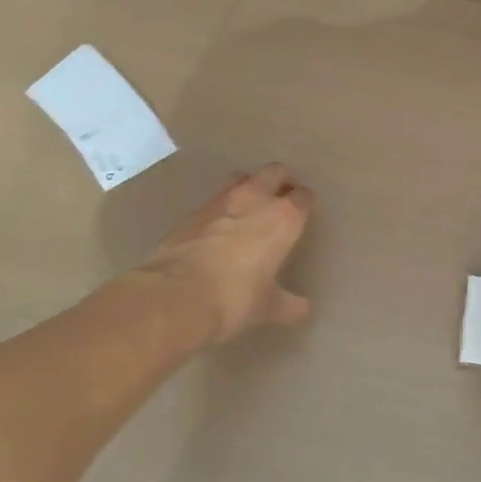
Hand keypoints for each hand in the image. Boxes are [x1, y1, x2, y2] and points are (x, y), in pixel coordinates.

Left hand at [125, 162, 314, 344]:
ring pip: (243, 178)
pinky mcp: (192, 211)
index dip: (305, 205)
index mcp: (284, 218)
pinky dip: (222, 207)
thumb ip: (287, 304)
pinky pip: (214, 199)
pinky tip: (218, 228)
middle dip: (282, 181)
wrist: (175, 297)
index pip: (304, 197)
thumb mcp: (266, 307)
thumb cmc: (234, 299)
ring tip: (249, 208)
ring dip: (250, 187)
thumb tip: (303, 309)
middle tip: (281, 200)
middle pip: (276, 172)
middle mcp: (256, 199)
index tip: (304, 216)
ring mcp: (221, 201)